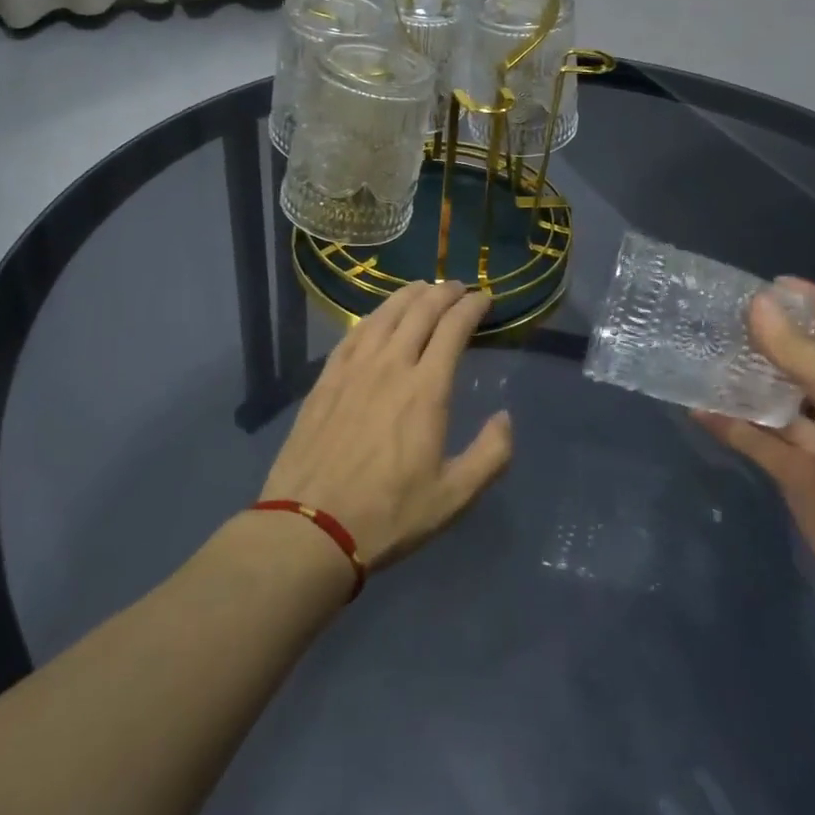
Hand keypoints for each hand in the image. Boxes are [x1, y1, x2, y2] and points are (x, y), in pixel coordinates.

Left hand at [260, 280, 513, 571]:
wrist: (310, 527)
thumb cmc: (388, 514)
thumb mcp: (453, 497)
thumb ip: (490, 455)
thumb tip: (505, 418)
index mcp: (426, 389)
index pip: (454, 328)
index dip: (472, 306)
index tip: (485, 298)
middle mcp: (391, 365)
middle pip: (420, 311)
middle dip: (444, 293)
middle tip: (458, 288)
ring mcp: (353, 369)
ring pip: (384, 314)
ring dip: (408, 295)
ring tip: (422, 288)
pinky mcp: (326, 379)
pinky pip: (353, 333)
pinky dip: (373, 315)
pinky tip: (377, 317)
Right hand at [692, 279, 814, 641]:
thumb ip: (797, 352)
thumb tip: (757, 305)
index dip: (814, 302)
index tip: (769, 284)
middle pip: (807, 361)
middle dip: (771, 340)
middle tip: (722, 317)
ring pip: (777, 401)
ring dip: (745, 380)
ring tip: (702, 352)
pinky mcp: (799, 477)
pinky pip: (758, 442)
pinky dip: (730, 425)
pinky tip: (696, 406)